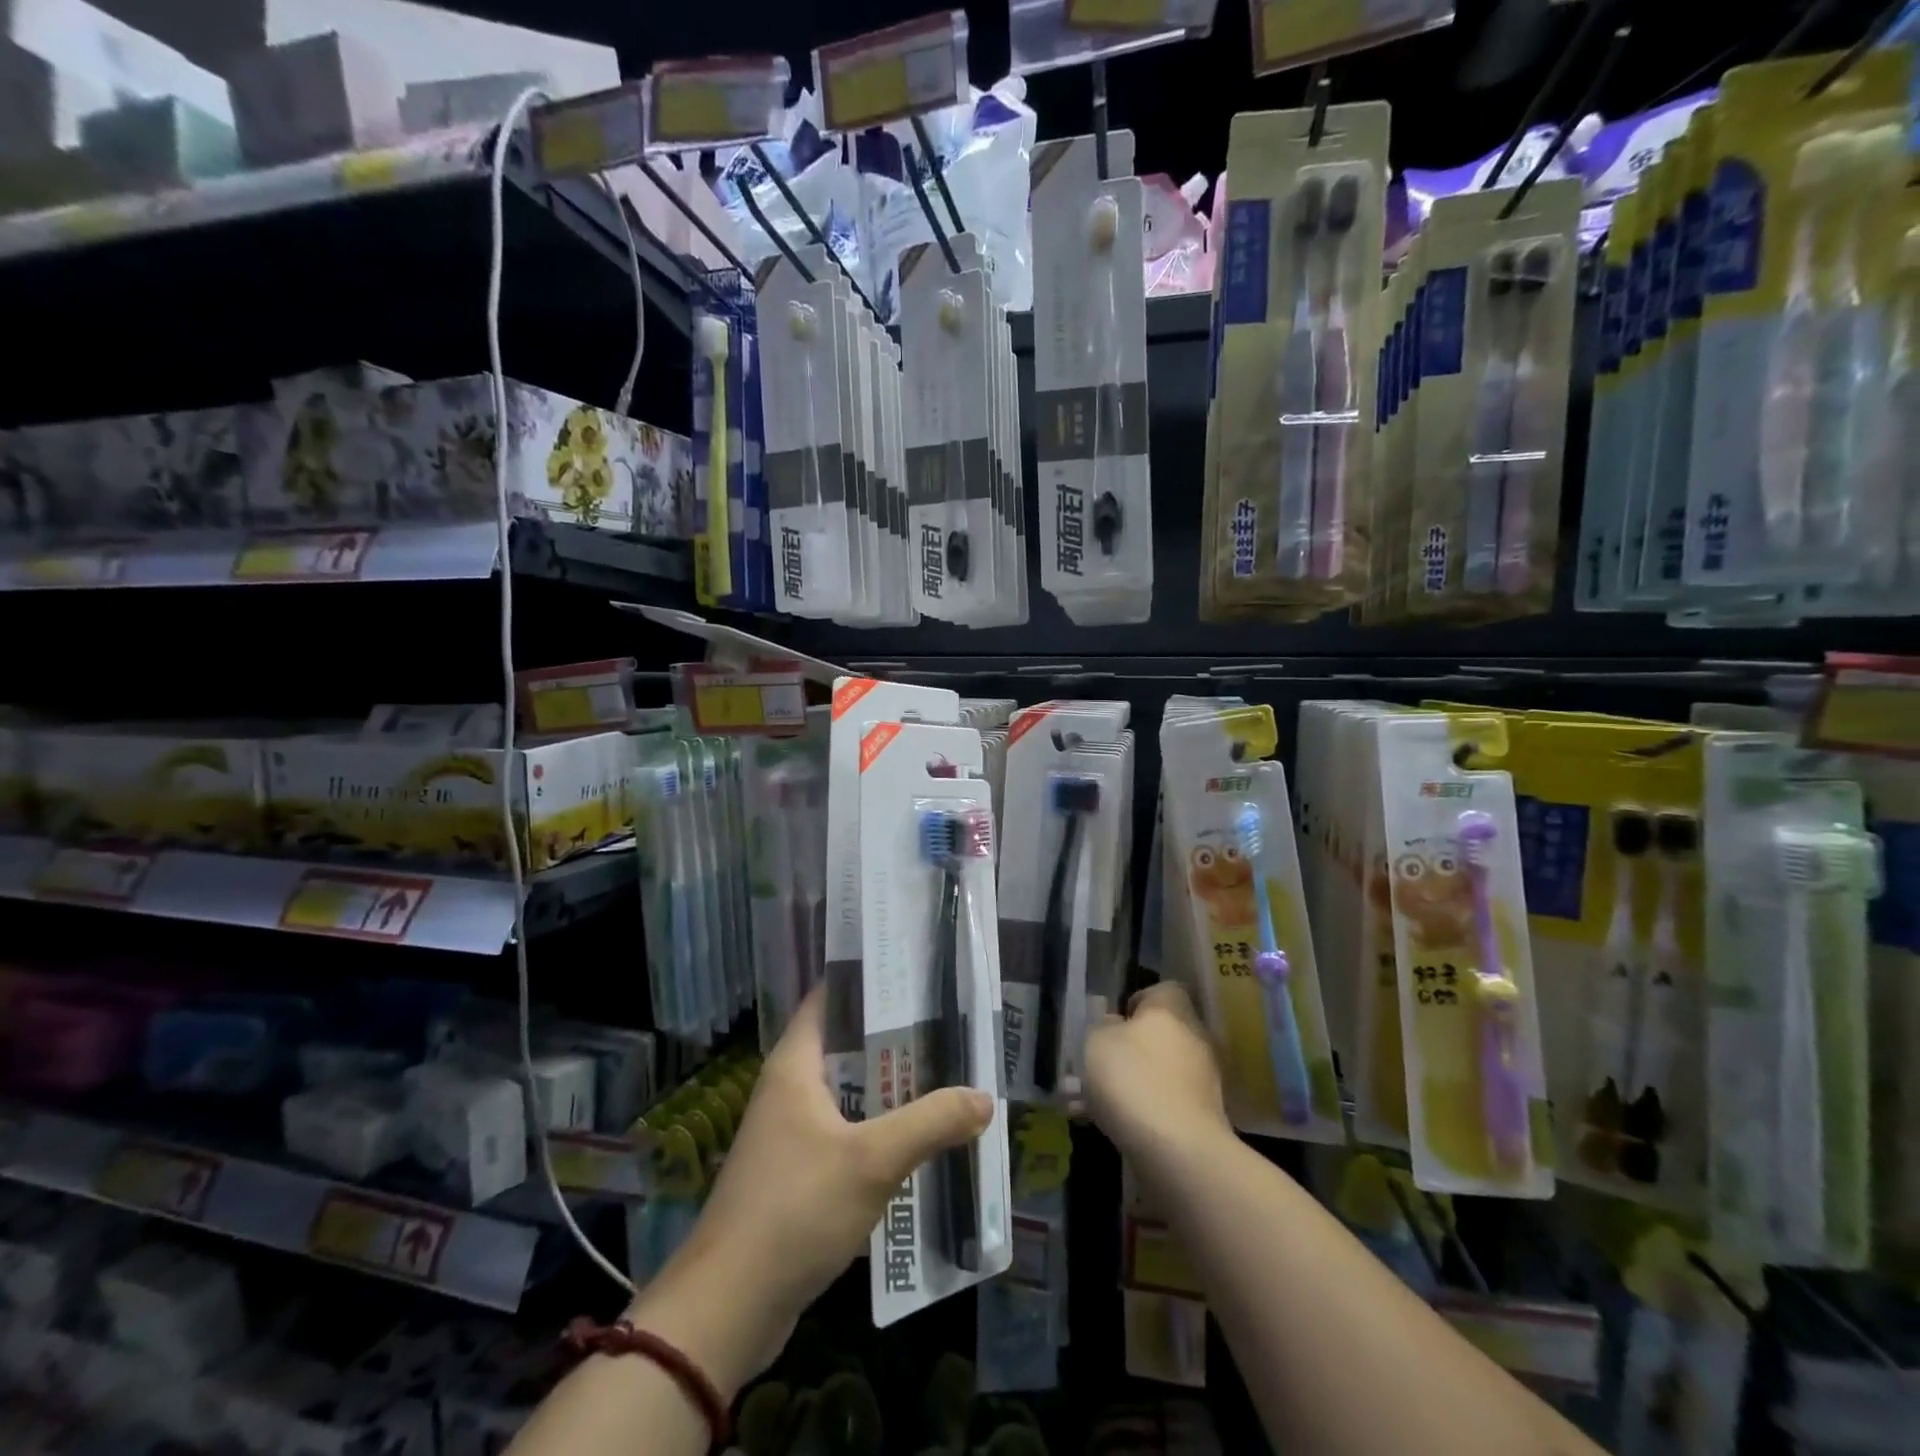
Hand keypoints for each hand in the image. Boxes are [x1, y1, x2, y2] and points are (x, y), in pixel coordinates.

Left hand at [638, 987, 991, 1385]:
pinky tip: (918, 1140)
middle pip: (847, 1046)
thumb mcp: (872, 1160)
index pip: (830, 998)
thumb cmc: (795, 1209)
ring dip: (891, 1090)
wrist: (728, 1307)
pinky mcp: (798, 1174)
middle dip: (896, 1040)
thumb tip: (984, 1098)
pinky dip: (879, 1132)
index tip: (918, 975)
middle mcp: (790, 1088)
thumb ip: (930, 1122)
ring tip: (946, 1077)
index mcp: (795, 1064)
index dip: (871, 982)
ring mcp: (791, 1133)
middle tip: (949, 1028)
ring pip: (850, 1094)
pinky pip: (846, 1135)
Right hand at [1083, 981, 1230, 1165]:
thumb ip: (1103, 1026)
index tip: (1114, 1020)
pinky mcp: (1203, 1117)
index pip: (1164, 989)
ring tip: (1090, 1103)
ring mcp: (1203, 1080)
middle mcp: (1194, 1038)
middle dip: (1130, 1048)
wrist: (1177, 1150)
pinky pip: (1164, 1103)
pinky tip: (1108, 1126)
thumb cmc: (1132, 1079)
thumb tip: (1116, 1025)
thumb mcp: (1097, 1041)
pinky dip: (1141, 1111)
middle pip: (1161, 1033)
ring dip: (1131, 1082)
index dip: (1138, 1000)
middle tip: (1097, 1064)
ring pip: (1159, 1071)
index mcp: (1172, 1010)